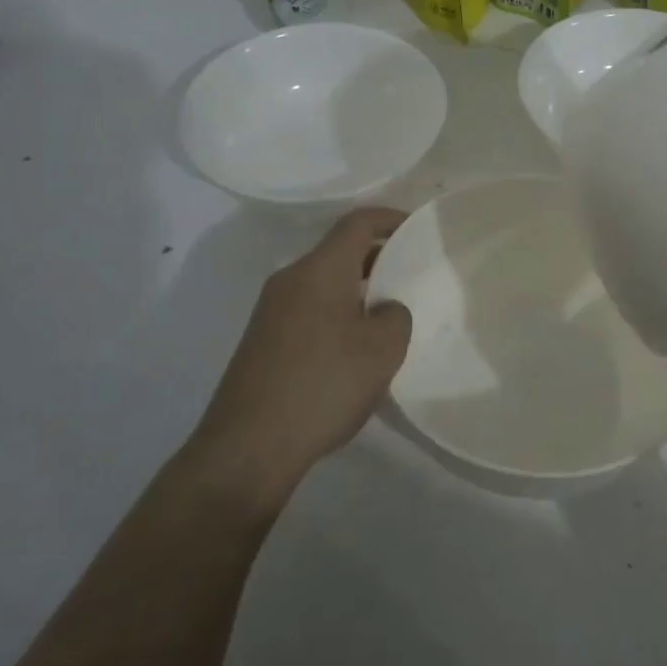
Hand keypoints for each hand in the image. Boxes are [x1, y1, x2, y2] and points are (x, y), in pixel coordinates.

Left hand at [188, 208, 412, 508]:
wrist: (248, 446)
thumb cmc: (323, 385)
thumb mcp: (382, 350)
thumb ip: (395, 316)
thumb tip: (384, 310)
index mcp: (319, 270)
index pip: (357, 223)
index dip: (391, 219)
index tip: (418, 228)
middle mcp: (290, 279)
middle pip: (339, 251)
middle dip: (377, 257)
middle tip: (412, 275)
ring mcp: (271, 310)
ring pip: (324, 282)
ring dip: (357, 289)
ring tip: (388, 315)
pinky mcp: (263, 339)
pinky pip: (309, 308)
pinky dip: (337, 312)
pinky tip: (354, 349)